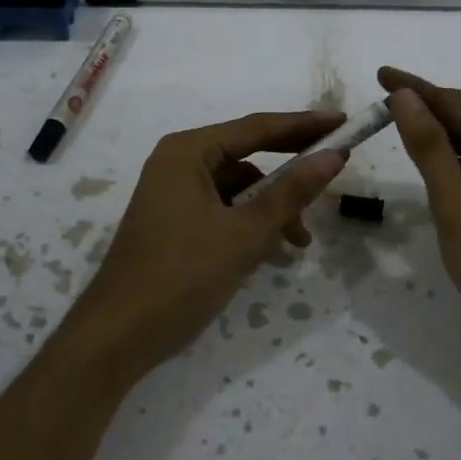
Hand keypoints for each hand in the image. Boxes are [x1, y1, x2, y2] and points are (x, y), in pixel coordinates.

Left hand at [66, 111, 345, 380]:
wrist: (117, 336)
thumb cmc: (181, 276)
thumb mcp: (244, 234)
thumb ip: (291, 193)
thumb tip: (334, 156)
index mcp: (188, 152)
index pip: (257, 128)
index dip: (304, 126)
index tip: (343, 123)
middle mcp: (178, 162)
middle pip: (247, 155)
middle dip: (290, 170)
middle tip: (334, 171)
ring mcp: (174, 193)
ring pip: (238, 187)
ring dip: (272, 207)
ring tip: (299, 241)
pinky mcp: (175, 222)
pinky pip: (223, 209)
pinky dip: (250, 223)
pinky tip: (273, 250)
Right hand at [378, 67, 460, 374]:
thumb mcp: (456, 201)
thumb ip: (429, 146)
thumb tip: (403, 96)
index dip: (421, 90)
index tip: (382, 74)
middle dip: (432, 106)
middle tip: (387, 95)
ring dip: (443, 134)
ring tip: (402, 121)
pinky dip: (456, 162)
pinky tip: (431, 160)